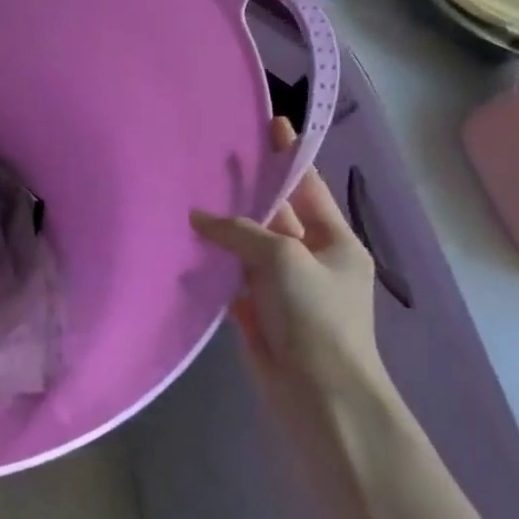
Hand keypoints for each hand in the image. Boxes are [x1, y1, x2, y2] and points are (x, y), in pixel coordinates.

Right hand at [190, 117, 385, 401]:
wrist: (319, 396)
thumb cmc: (316, 317)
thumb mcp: (283, 259)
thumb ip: (240, 231)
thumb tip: (198, 218)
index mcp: (335, 242)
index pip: (308, 187)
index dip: (289, 156)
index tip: (272, 122)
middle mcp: (309, 259)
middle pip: (273, 214)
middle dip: (246, 190)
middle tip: (211, 157)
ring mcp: (282, 287)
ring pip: (247, 245)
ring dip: (222, 226)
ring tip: (186, 192)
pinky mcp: (257, 311)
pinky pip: (231, 275)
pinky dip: (212, 261)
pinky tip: (184, 241)